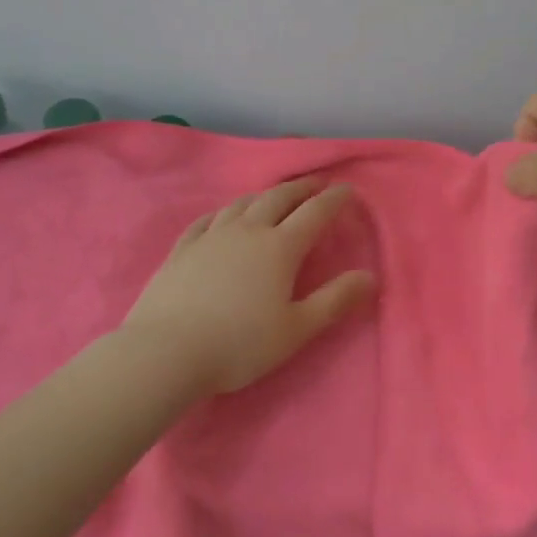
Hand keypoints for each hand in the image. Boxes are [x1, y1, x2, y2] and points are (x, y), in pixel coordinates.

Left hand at [121, 179, 376, 394]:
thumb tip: (370, 277)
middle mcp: (247, 232)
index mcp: (280, 248)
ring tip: (273, 196)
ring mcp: (211, 237)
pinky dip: (224, 212)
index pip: (314, 213)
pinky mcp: (182, 250)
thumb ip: (335, 300)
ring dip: (264, 195)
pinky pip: (207, 219)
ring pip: (242, 204)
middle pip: (278, 198)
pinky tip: (223, 216)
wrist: (165, 352)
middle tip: (315, 183)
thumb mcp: (297, 329)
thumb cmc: (239, 344)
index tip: (347, 189)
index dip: (334, 199)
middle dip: (300, 188)